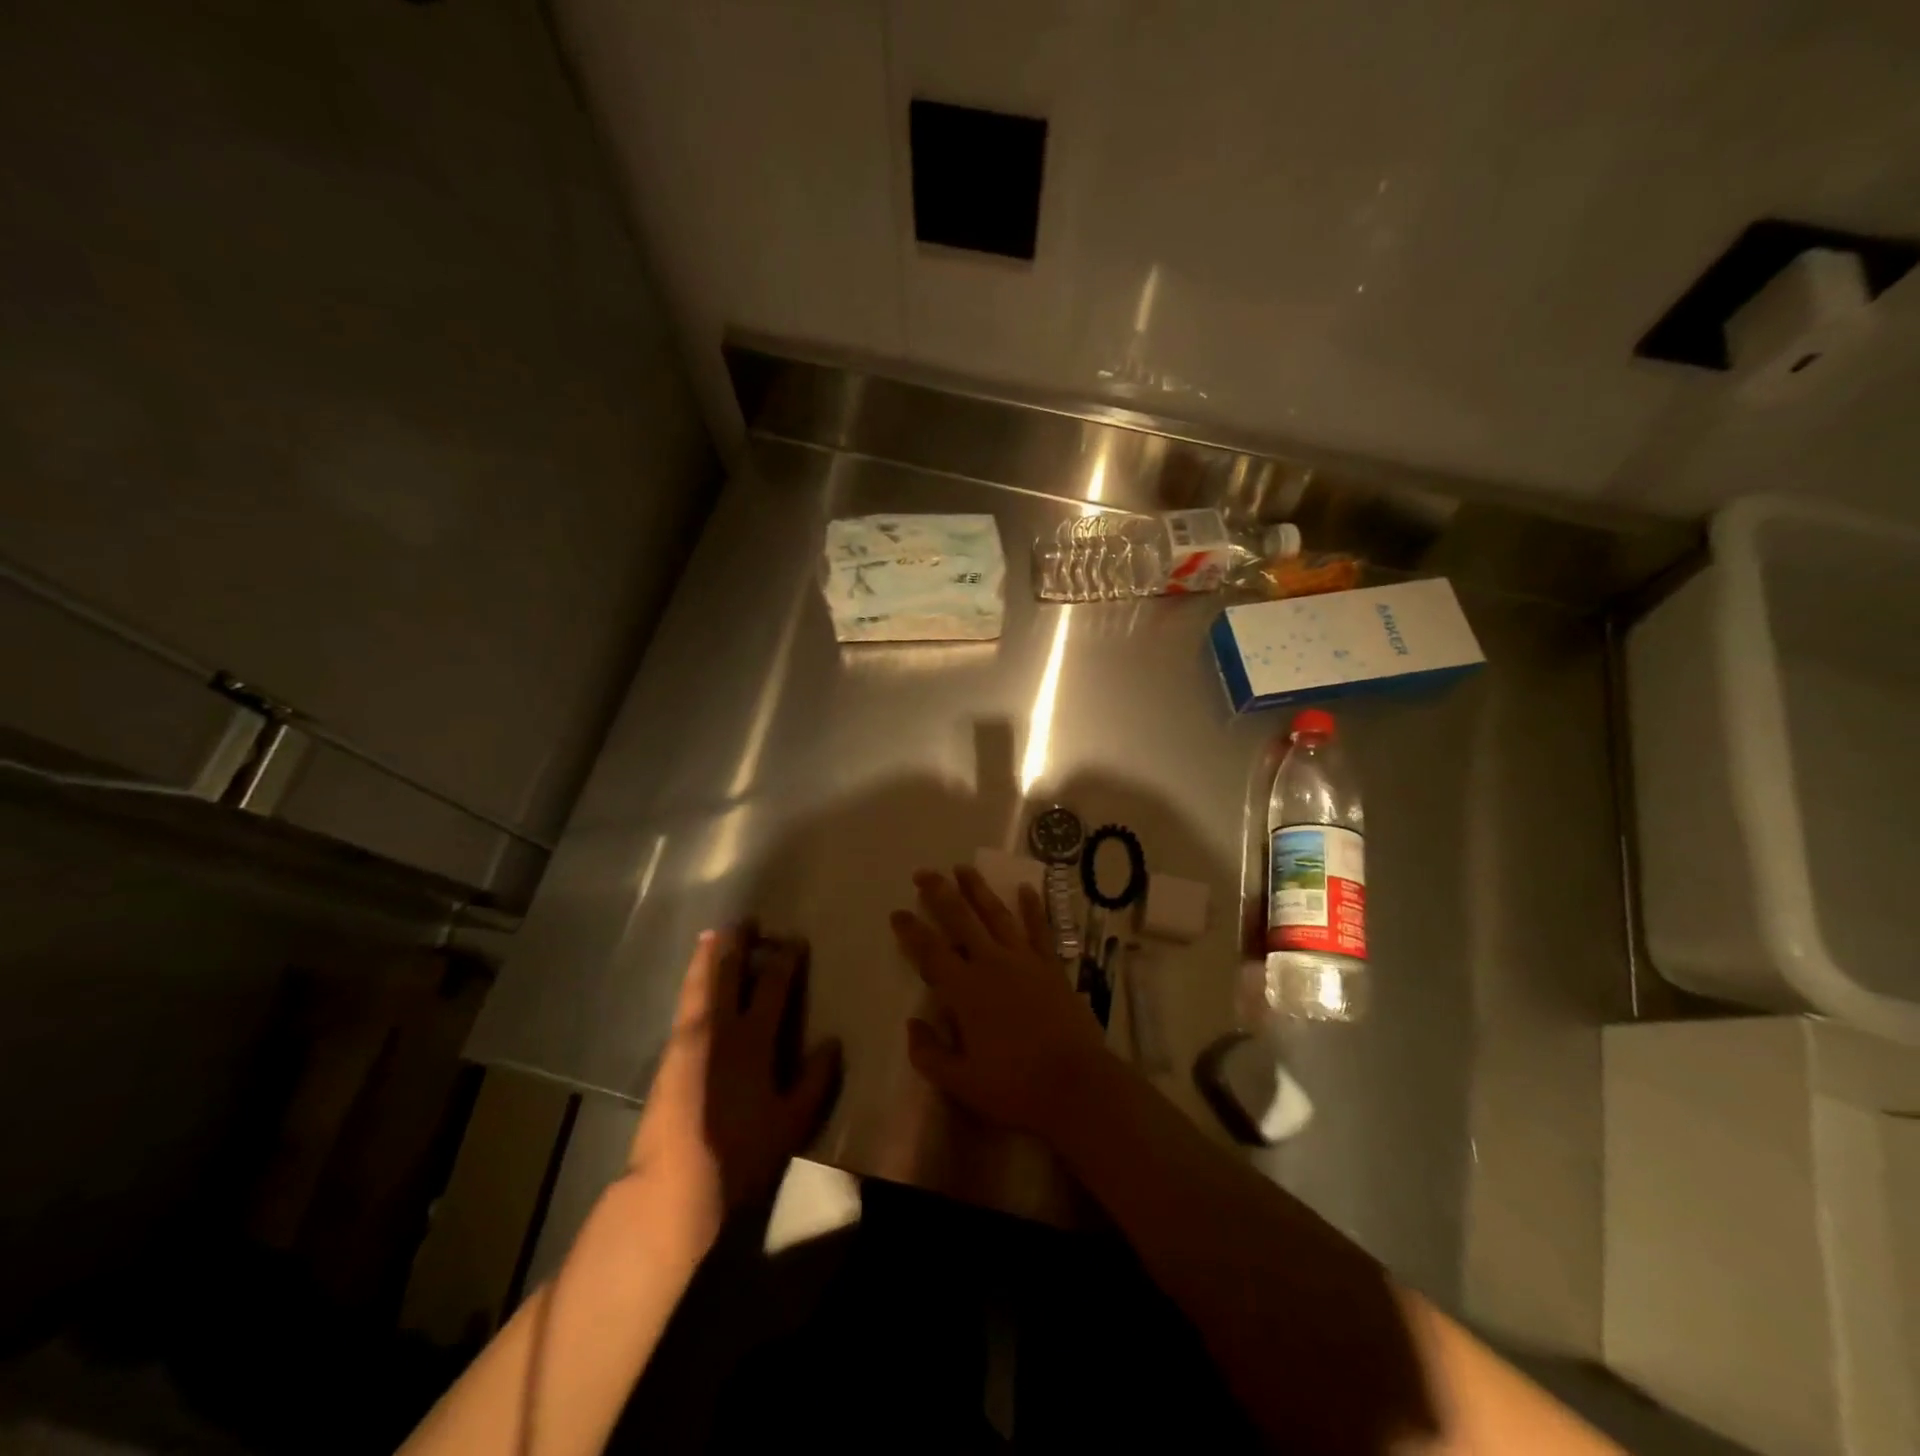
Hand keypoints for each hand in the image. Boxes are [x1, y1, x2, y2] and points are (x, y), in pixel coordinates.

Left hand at [625, 926, 842, 1252]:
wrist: (671, 1187)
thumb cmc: (739, 1155)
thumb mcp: (791, 1123)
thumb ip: (814, 1080)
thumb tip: (832, 1042)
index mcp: (753, 1040)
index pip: (773, 987)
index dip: (785, 961)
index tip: (794, 940)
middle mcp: (719, 1030)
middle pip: (728, 975)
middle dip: (738, 945)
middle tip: (745, 920)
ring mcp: (688, 1041)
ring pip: (699, 985)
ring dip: (707, 957)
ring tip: (712, 934)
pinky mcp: (667, 1057)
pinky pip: (684, 1005)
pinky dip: (691, 983)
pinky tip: (694, 983)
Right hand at [890, 866, 1113, 1137]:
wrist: (1076, 1085)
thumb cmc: (1015, 1086)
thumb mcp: (961, 1082)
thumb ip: (929, 1053)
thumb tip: (912, 1025)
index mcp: (965, 990)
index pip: (930, 951)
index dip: (911, 930)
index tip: (897, 912)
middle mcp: (992, 964)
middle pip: (961, 919)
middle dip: (940, 893)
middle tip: (925, 873)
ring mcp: (1025, 961)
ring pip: (997, 915)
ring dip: (978, 890)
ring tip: (964, 868)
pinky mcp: (1052, 966)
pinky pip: (1040, 929)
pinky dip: (1033, 907)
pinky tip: (1026, 889)